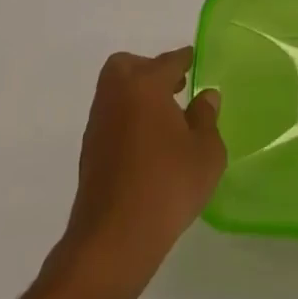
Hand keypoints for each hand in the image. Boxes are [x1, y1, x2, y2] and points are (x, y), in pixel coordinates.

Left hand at [55, 47, 224, 298]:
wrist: (114, 239)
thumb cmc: (167, 186)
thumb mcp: (205, 151)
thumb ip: (206, 118)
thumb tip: (205, 96)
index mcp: (145, 86)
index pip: (168, 61)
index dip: (184, 59)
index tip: (194, 59)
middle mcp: (116, 97)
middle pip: (127, 66)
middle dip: (149, 69)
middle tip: (175, 87)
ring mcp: (99, 124)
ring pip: (116, 93)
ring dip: (138, 96)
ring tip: (167, 119)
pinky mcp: (90, 152)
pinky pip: (112, 119)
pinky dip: (129, 119)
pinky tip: (150, 144)